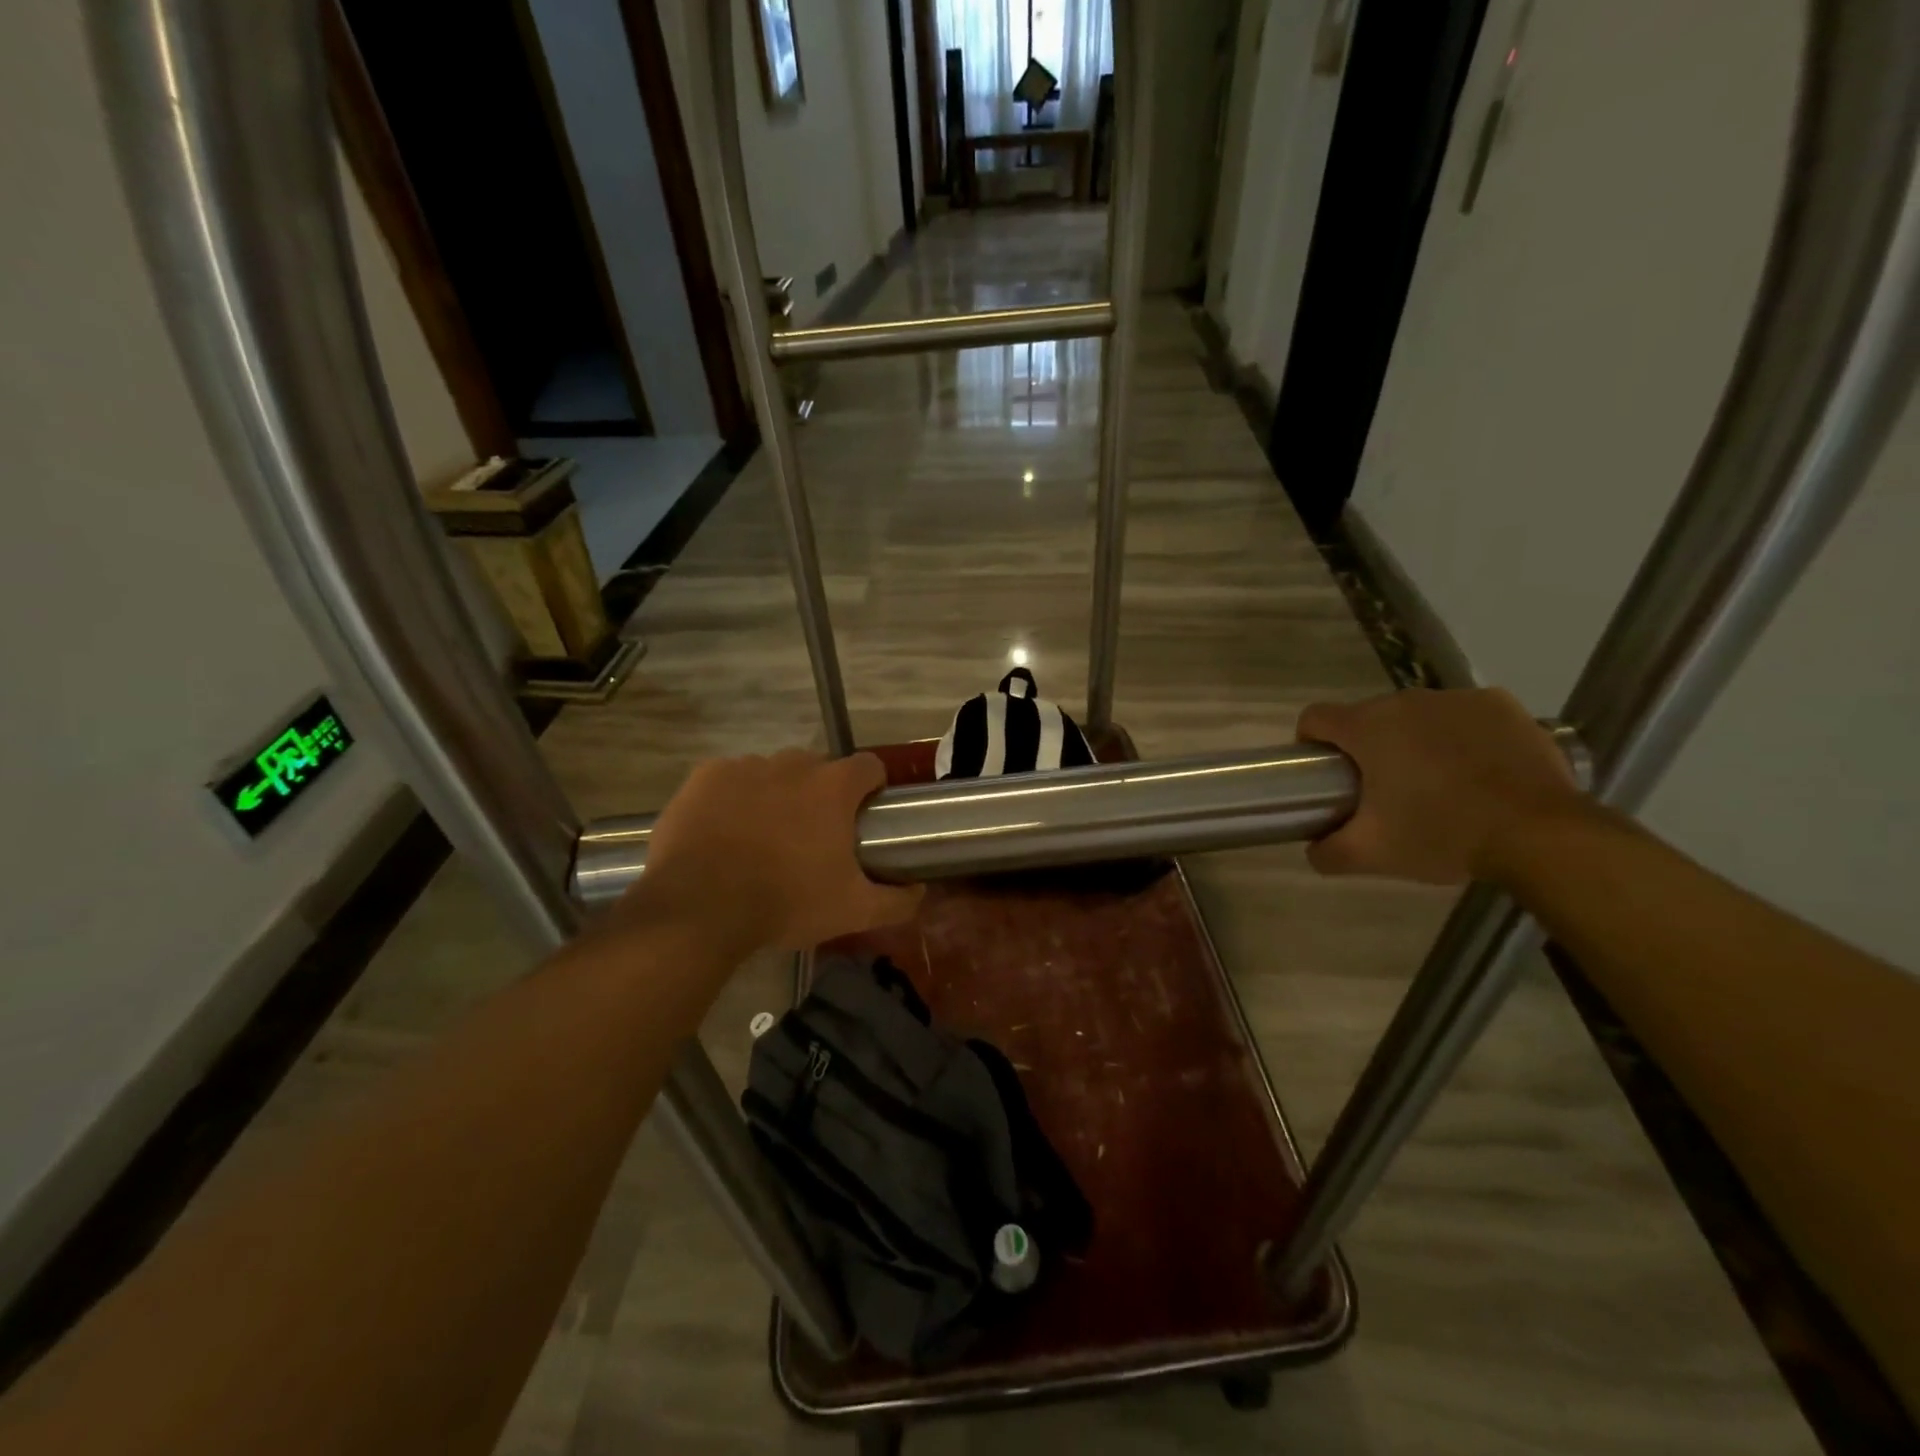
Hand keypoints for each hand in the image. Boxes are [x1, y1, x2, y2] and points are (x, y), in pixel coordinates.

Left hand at [630, 749, 923, 952]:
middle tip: (812, 838)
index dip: (871, 787)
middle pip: (818, 769)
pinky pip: (731, 779)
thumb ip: (897, 900)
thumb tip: (920, 891)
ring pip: (773, 773)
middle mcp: (792, 764)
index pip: (869, 766)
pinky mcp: (705, 776)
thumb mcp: (853, 911)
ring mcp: (746, 766)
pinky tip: (726, 832)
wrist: (699, 907)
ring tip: (764, 838)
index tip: (863, 815)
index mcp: (833, 787)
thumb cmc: (786, 902)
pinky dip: (734, 798)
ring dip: (777, 795)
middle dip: (821, 795)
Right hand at [1296, 688, 1585, 884]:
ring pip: (1417, 716)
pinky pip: (1464, 715)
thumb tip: (1313, 849)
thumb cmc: (1441, 834)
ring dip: (1413, 740)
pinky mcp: (1502, 705)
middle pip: (1368, 717)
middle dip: (1368, 748)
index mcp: (1367, 727)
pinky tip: (1476, 769)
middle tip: (1383, 791)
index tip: (1326, 775)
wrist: (1539, 834)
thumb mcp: (1372, 855)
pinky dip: (1461, 735)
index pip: (1315, 718)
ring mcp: (1457, 698)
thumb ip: (1328, 852)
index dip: (1311, 744)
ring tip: (1435, 782)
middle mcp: (1406, 700)